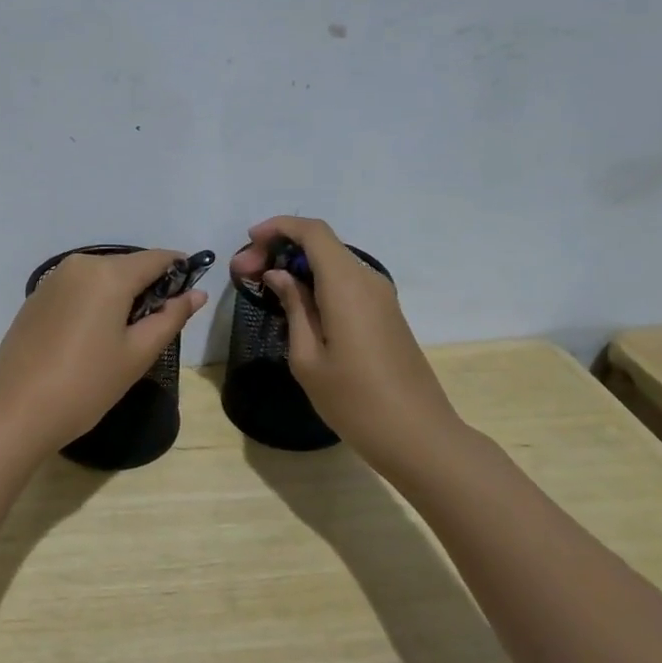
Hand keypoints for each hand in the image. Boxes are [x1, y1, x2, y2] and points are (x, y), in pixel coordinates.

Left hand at [0, 248, 206, 457]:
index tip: (191, 294)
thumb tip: (197, 293)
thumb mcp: (137, 354)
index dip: (179, 271)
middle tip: (157, 328)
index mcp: (108, 274)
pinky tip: (91, 340)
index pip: (157, 258)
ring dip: (120, 297)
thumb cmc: (86, 384)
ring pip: (101, 278)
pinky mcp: (35, 299)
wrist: (16, 411)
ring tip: (123, 339)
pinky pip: (77, 290)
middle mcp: (79, 265)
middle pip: (127, 266)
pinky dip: (94, 304)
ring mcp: (52, 280)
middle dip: (148, 288)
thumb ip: (171, 318)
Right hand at [228, 217, 459, 469]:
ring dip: (298, 267)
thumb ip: (294, 307)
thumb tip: (279, 275)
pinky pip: (346, 283)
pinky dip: (317, 282)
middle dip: (281, 249)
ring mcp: (381, 297)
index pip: (312, 232)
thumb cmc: (353, 399)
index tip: (248, 244)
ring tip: (264, 289)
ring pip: (334, 263)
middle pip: (322, 244)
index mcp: (346, 285)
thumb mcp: (307, 357)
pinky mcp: (385, 314)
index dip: (278, 228)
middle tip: (246, 275)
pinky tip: (296, 306)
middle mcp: (367, 280)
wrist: (416, 434)